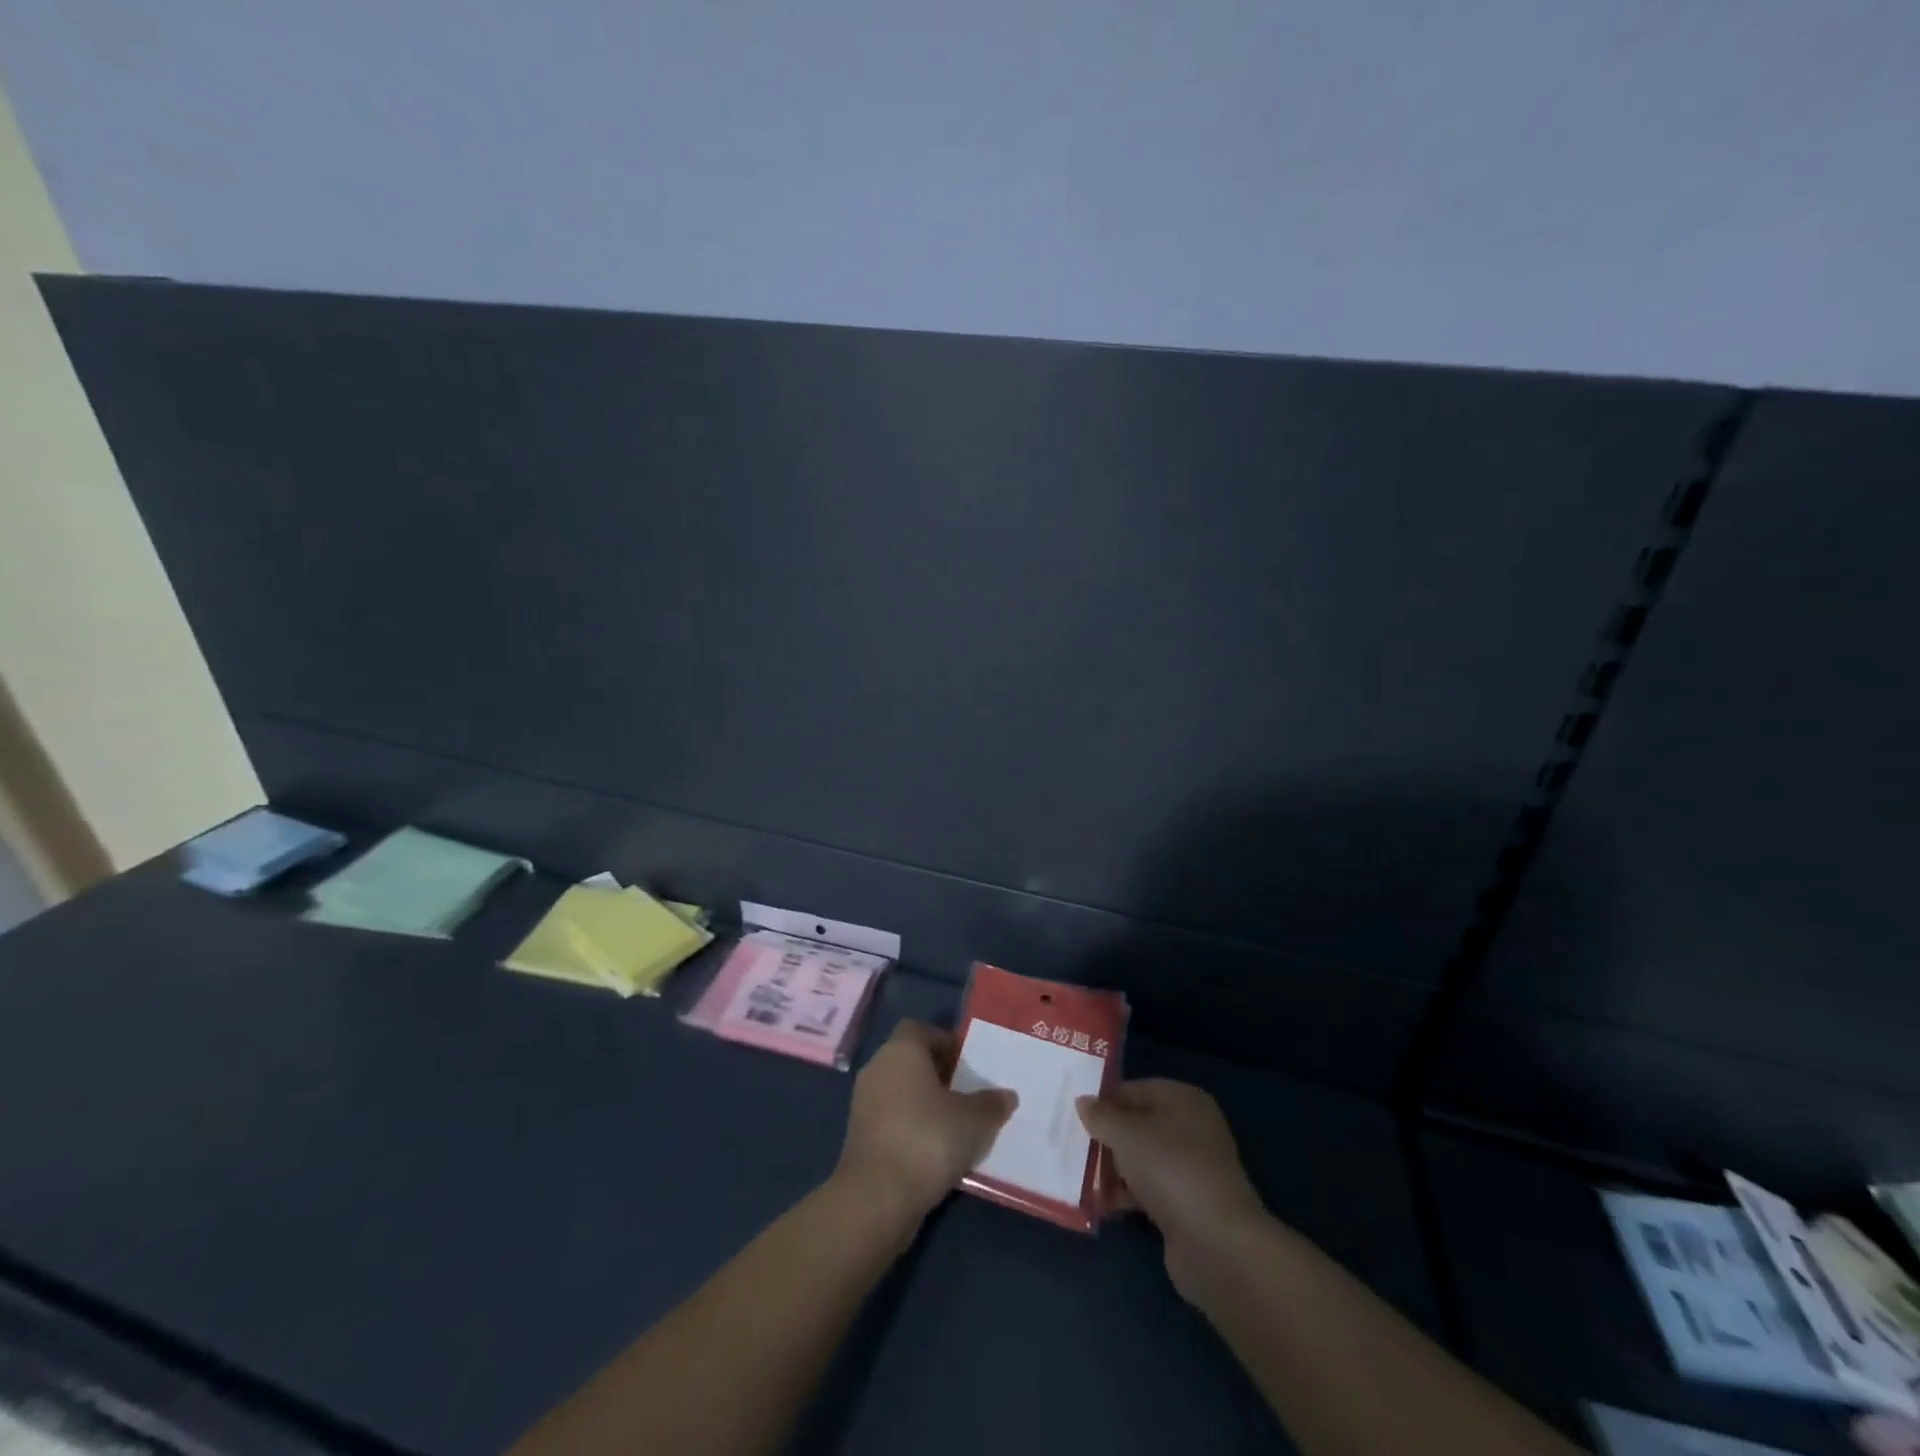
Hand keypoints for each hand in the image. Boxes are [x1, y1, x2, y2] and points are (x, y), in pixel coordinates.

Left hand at [835, 1020, 1016, 1231]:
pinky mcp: (860, 1136)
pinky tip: (934, 1151)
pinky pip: (891, 1119)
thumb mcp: (973, 1120)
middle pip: (909, 1060)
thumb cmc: (928, 1139)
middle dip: (937, 1074)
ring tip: (955, 1125)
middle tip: (966, 1093)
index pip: (919, 1029)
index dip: (943, 1041)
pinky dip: (910, 1128)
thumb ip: (991, 1104)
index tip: (966, 1062)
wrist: (877, 1196)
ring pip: (899, 1091)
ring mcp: (864, 1103)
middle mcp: (878, 1068)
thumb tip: (1007, 1096)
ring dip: (923, 1103)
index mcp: (901, 1051)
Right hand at [1077, 1079, 1268, 1299]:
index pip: (1135, 1089)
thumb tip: (1083, 1101)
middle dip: (1106, 1136)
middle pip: (1138, 1124)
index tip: (1074, 1114)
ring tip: (1078, 1176)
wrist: (1216, 1242)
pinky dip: (1126, 1194)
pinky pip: (1148, 1190)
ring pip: (1142, 1159)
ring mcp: (1191, 1168)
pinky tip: (1099, 1203)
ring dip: (1113, 1168)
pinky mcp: (1187, 1204)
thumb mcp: (1126, 1134)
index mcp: (1183, 1099)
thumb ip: (1101, 1116)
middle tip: (1071, 1144)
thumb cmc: (1169, 1168)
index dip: (1105, 1100)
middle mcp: (1191, 1128)